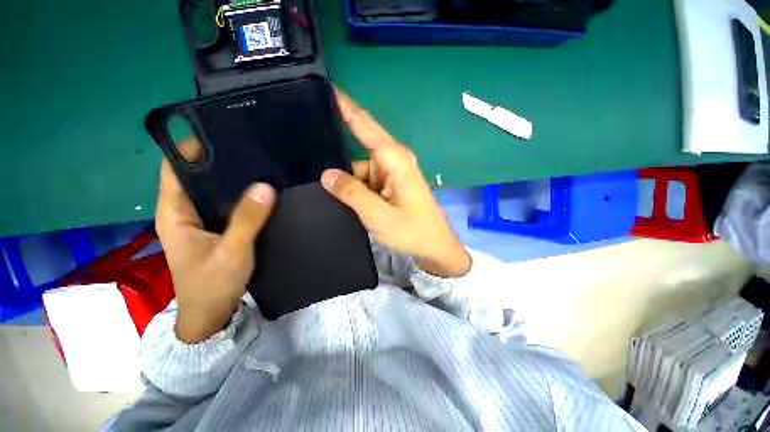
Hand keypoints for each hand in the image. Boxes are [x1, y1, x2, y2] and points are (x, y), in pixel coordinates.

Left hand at [155, 141, 275, 342]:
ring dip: (232, 177)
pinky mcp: (217, 228)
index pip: (176, 168)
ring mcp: (201, 220)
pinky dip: (240, 194)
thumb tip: (266, 186)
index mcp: (174, 212)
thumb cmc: (212, 285)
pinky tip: (260, 189)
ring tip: (258, 162)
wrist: (211, 314)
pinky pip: (227, 203)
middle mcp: (184, 211)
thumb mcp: (232, 252)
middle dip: (218, 159)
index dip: (191, 148)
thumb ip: (248, 219)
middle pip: (197, 176)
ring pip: (214, 190)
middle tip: (248, 145)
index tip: (219, 131)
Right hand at [321, 91, 470, 277]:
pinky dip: (353, 187)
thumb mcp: (380, 215)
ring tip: (321, 188)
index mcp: (395, 159)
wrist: (434, 248)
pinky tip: (339, 196)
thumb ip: (353, 194)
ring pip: (358, 168)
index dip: (345, 106)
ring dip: (344, 178)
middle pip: (357, 147)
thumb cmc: (413, 231)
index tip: (323, 88)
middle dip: (335, 152)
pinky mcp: (388, 185)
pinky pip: (364, 180)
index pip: (365, 125)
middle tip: (303, 154)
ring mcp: (390, 173)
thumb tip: (327, 175)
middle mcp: (392, 160)